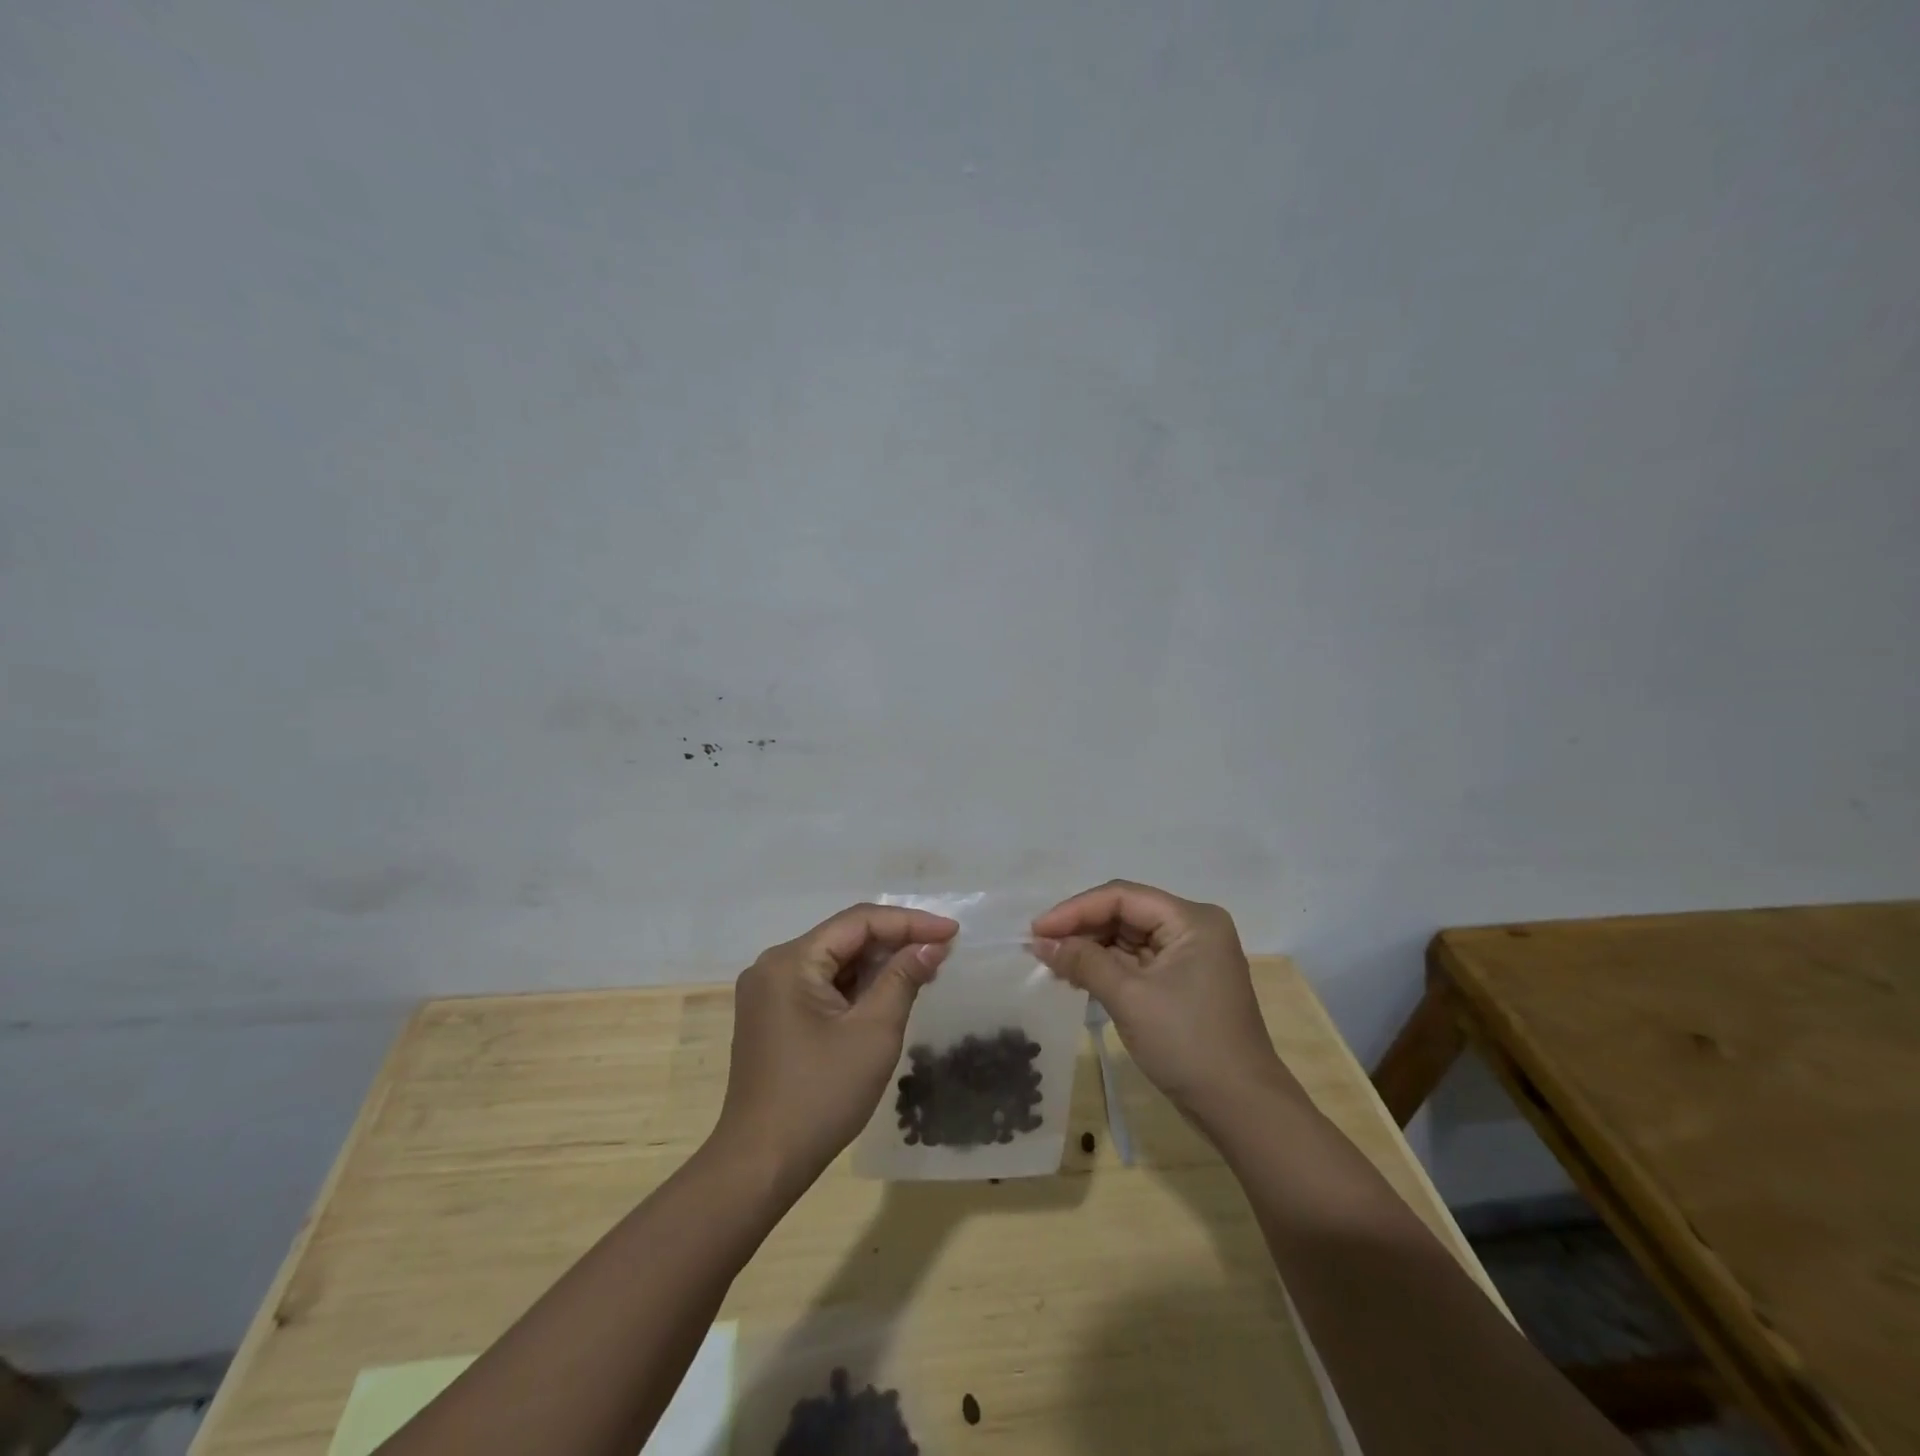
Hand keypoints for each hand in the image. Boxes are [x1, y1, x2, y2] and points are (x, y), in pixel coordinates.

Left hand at [714, 903, 957, 1194]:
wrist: (761, 1164)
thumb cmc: (820, 1096)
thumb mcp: (873, 1033)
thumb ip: (903, 978)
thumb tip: (931, 945)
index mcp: (791, 961)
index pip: (859, 922)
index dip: (910, 922)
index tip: (952, 932)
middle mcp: (774, 965)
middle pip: (845, 937)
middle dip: (896, 941)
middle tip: (942, 951)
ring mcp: (770, 991)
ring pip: (835, 961)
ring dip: (878, 964)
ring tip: (925, 969)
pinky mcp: (774, 1015)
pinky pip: (823, 985)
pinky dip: (857, 986)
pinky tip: (889, 993)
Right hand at [1032, 881, 1296, 1129]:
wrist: (1242, 1110)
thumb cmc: (1188, 1044)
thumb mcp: (1130, 998)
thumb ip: (1084, 962)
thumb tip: (1041, 943)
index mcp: (1192, 919)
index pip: (1122, 897)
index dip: (1075, 910)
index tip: (1036, 930)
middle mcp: (1193, 929)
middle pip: (1126, 913)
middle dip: (1081, 928)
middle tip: (1039, 947)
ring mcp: (1190, 957)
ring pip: (1129, 938)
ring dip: (1091, 949)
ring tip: (1051, 962)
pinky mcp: (1184, 983)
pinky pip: (1138, 963)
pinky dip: (1107, 968)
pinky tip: (1077, 977)